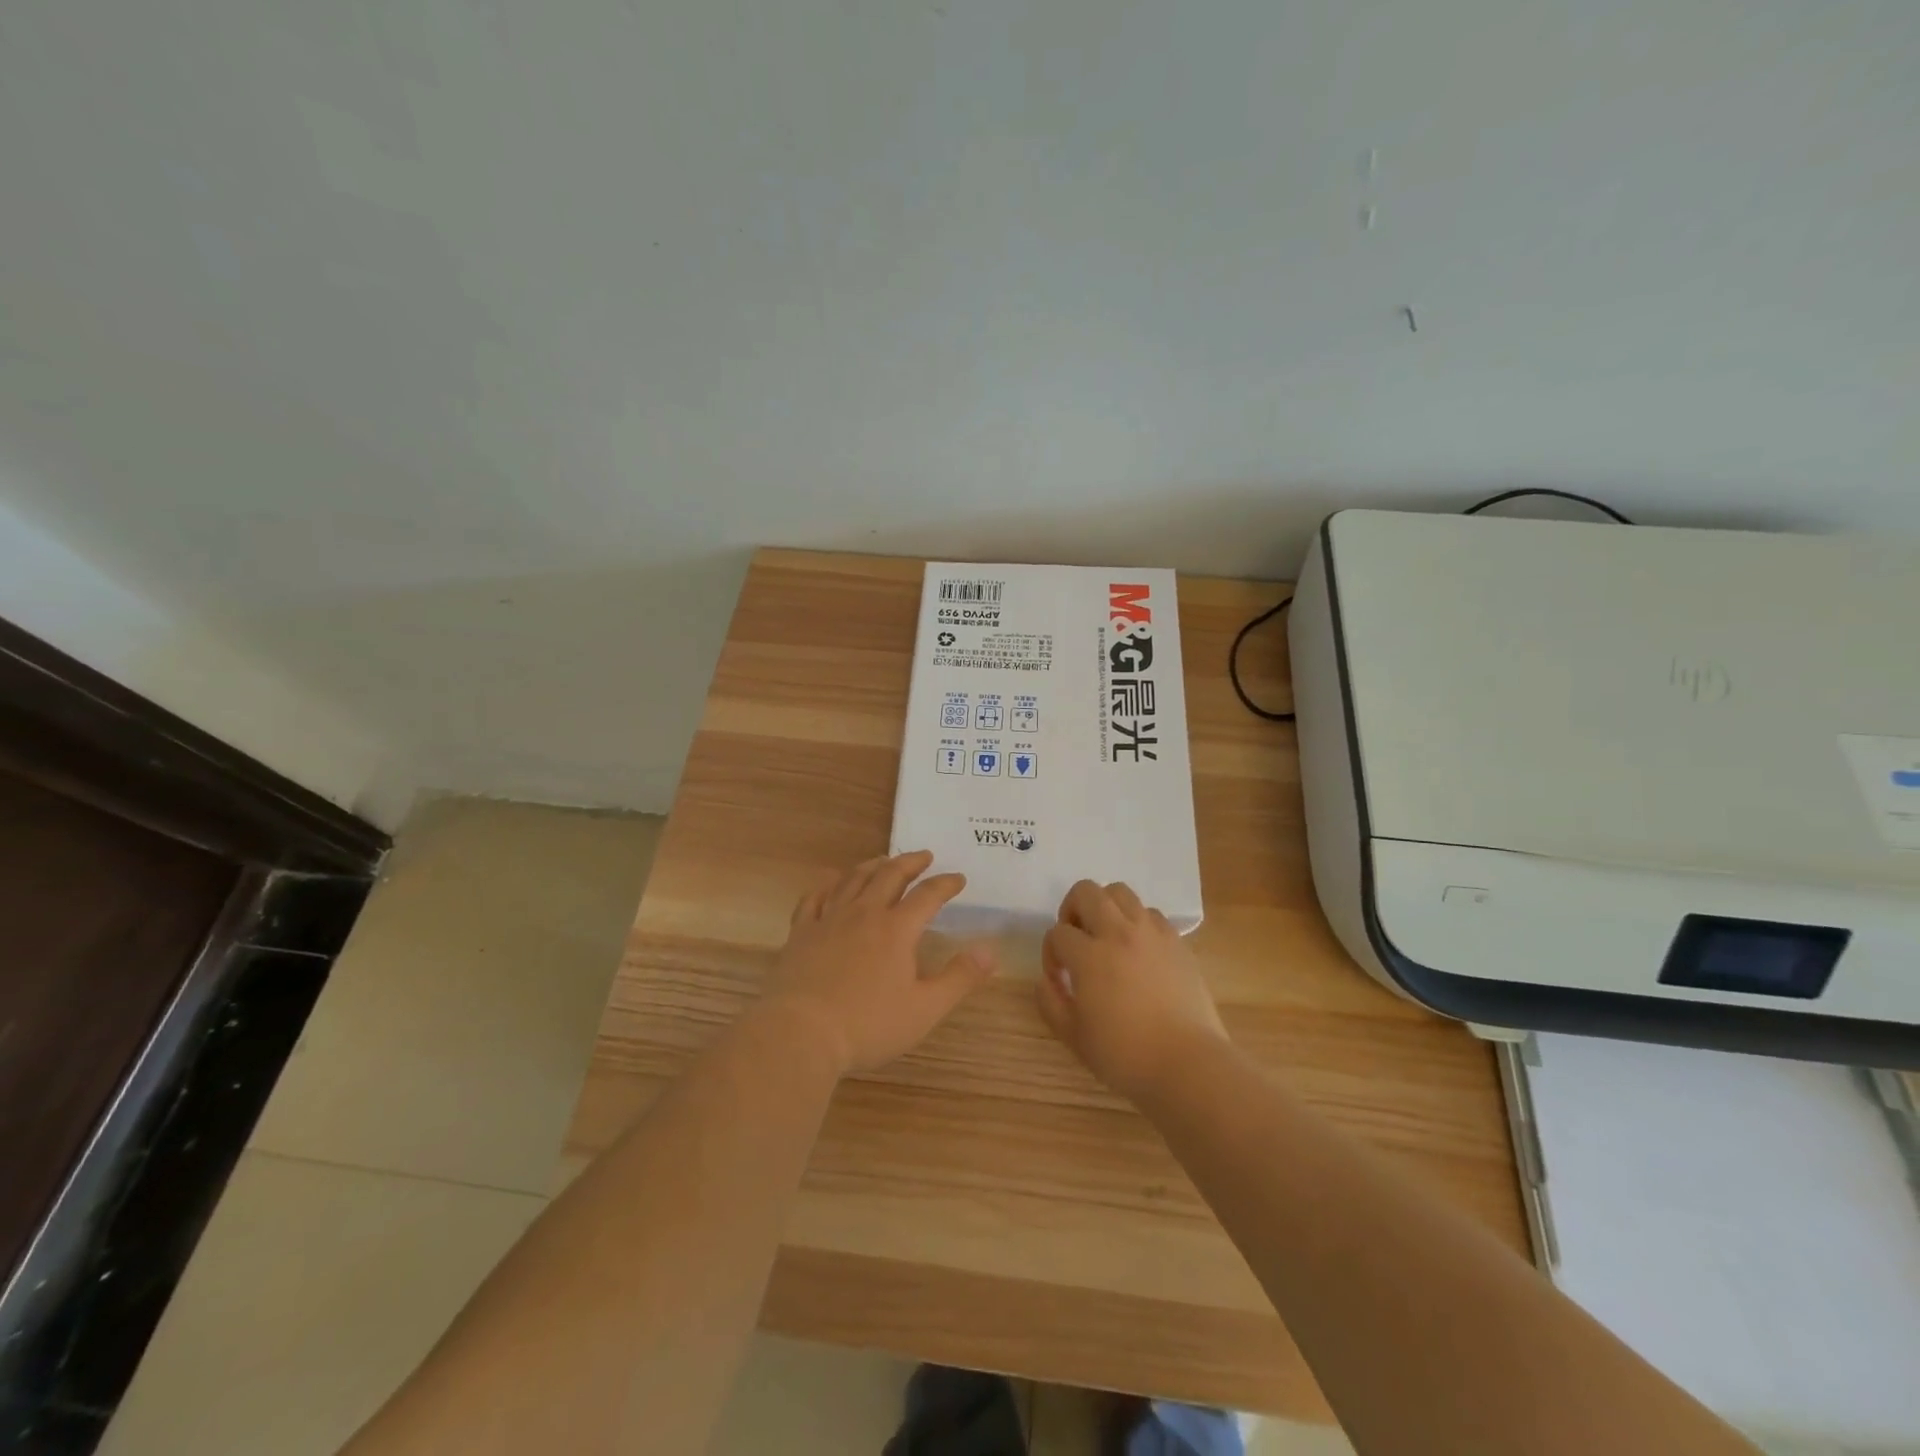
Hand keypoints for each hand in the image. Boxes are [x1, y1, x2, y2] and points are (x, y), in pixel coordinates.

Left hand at [761, 850, 997, 1076]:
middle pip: (889, 876)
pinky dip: (827, 884)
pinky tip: (831, 881)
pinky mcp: (801, 932)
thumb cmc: (868, 1024)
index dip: (946, 884)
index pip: (928, 895)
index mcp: (896, 929)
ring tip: (883, 860)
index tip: (958, 878)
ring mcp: (829, 919)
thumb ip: (959, 978)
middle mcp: (864, 913)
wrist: (801, 1032)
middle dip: (910, 862)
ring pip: (853, 880)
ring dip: (872, 865)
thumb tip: (990, 950)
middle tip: (924, 856)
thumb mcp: (925, 1008)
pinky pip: (815, 897)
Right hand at [1038, 880, 1229, 1101]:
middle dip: (1072, 910)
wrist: (1188, 1064)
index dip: (1051, 953)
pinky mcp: (1177, 941)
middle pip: (1086, 892)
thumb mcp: (1073, 1036)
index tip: (1059, 978)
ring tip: (1107, 937)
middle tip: (1077, 940)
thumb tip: (1045, 980)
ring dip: (1105, 908)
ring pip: (1120, 892)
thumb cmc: (1125, 1055)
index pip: (1057, 933)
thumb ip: (1050, 1002)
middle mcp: (1119, 932)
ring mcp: (1151, 933)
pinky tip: (1138, 950)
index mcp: (1090, 955)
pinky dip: (1137, 922)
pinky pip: (1150, 913)